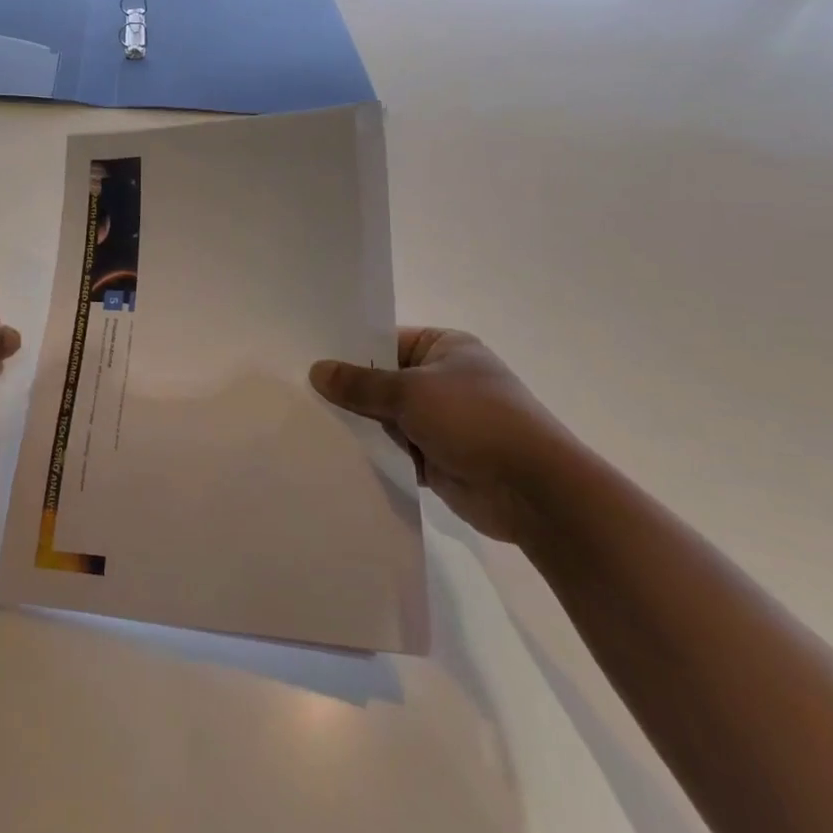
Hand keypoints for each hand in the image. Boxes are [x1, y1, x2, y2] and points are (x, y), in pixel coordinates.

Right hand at [310, 329, 580, 545]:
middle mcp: (442, 379)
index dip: (349, 350)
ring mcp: (440, 419)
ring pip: (384, 416)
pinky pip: (393, 448)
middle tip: (298, 391)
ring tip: (308, 421)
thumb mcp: (410, 392)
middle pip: (382, 380)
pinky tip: (335, 451)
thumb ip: (361, 384)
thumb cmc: (475, 420)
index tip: (307, 358)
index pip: (384, 341)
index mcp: (444, 348)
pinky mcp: (436, 456)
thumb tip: (316, 370)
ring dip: (359, 424)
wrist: (533, 491)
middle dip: (348, 390)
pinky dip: (373, 452)